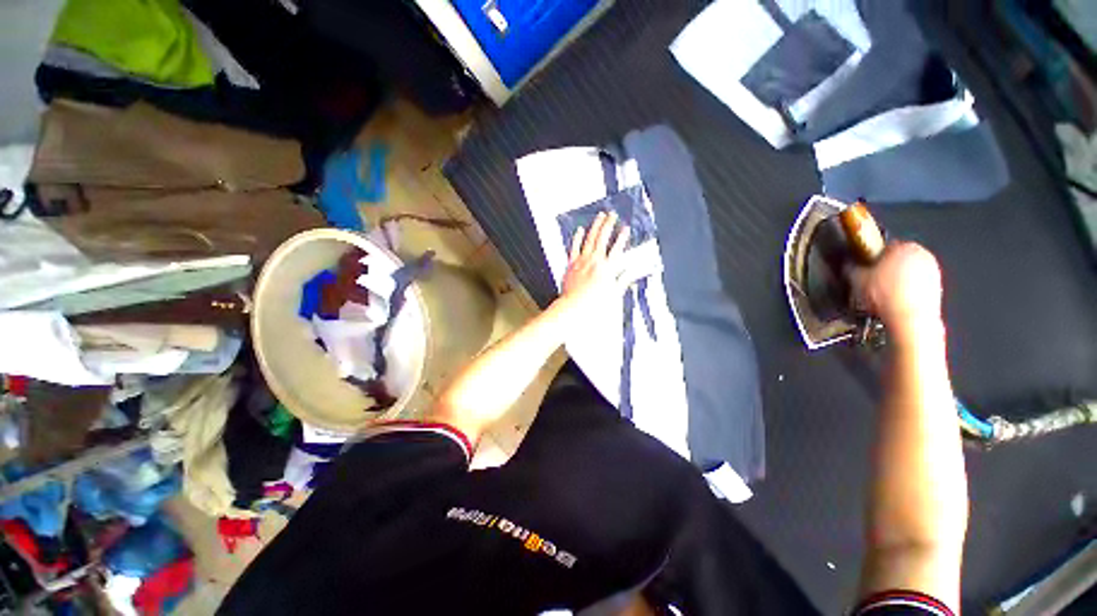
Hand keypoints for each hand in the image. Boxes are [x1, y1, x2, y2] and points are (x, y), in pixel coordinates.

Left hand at [557, 211, 631, 318]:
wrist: (574, 306)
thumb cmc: (594, 302)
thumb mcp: (614, 293)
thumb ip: (624, 280)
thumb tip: (632, 272)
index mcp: (607, 268)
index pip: (617, 248)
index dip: (622, 237)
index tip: (626, 229)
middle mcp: (595, 260)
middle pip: (603, 238)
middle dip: (609, 224)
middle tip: (612, 215)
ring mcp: (582, 260)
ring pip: (590, 238)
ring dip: (595, 226)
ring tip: (600, 216)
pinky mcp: (572, 264)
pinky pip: (574, 247)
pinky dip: (577, 237)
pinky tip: (580, 230)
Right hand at [851, 241, 943, 339]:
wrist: (910, 319)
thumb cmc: (883, 295)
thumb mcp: (855, 279)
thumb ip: (852, 268)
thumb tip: (848, 265)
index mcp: (904, 245)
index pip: (884, 246)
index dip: (871, 258)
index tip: (863, 268)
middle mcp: (923, 254)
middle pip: (899, 259)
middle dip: (887, 268)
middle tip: (871, 282)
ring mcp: (933, 272)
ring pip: (910, 273)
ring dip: (898, 281)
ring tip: (881, 296)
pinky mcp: (939, 289)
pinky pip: (918, 287)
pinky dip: (907, 292)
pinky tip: (894, 304)